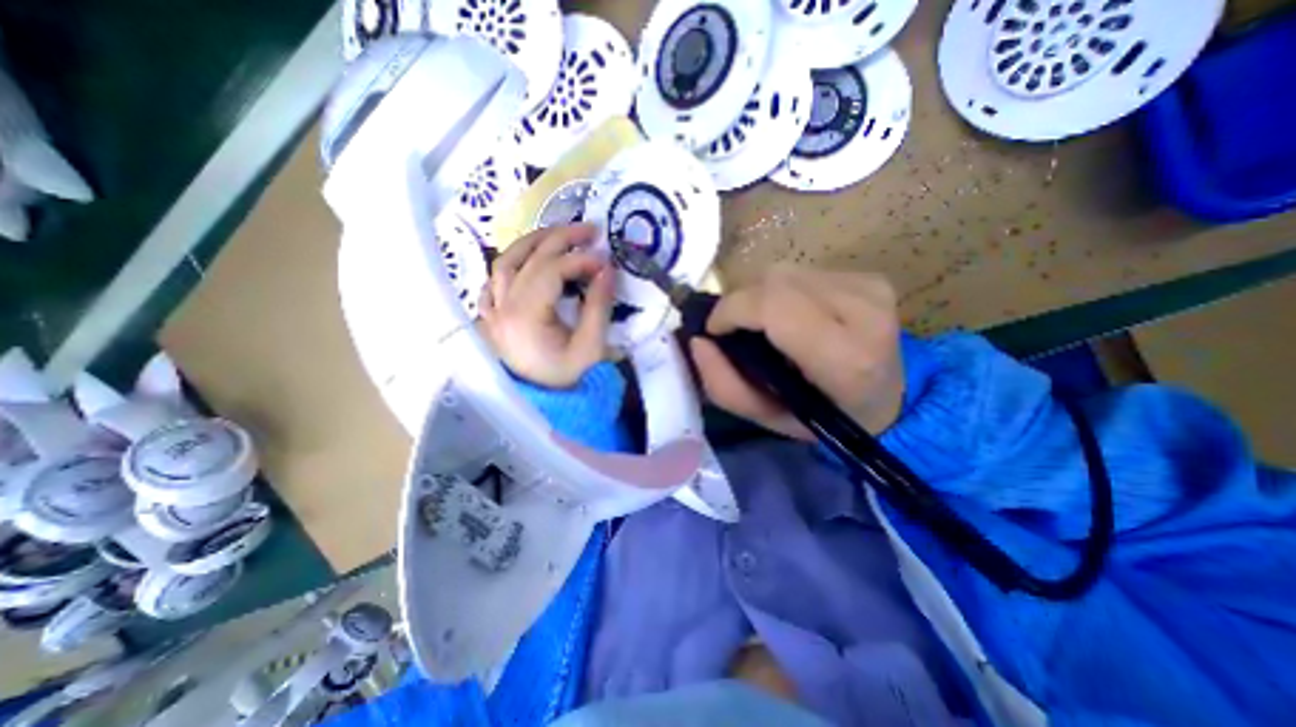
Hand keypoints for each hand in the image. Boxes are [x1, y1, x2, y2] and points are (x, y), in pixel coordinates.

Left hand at [476, 224, 612, 388]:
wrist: (539, 404)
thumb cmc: (566, 379)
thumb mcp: (590, 348)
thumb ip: (598, 306)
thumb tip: (606, 268)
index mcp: (525, 316)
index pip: (552, 270)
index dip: (581, 259)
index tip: (606, 259)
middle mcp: (502, 306)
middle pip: (529, 257)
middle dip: (562, 238)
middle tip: (590, 230)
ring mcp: (492, 310)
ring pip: (506, 261)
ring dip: (534, 242)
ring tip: (560, 235)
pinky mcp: (491, 316)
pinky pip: (493, 281)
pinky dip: (511, 265)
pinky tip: (527, 262)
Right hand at [692, 265, 902, 435]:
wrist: (890, 401)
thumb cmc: (824, 419)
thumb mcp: (766, 418)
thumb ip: (724, 385)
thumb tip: (697, 340)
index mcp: (845, 358)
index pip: (774, 306)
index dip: (733, 310)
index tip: (715, 331)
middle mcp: (864, 312)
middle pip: (776, 280)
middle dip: (742, 302)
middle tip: (736, 331)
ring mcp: (870, 287)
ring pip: (785, 271)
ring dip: (760, 296)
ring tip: (765, 326)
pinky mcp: (869, 276)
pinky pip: (802, 272)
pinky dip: (782, 292)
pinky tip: (792, 316)